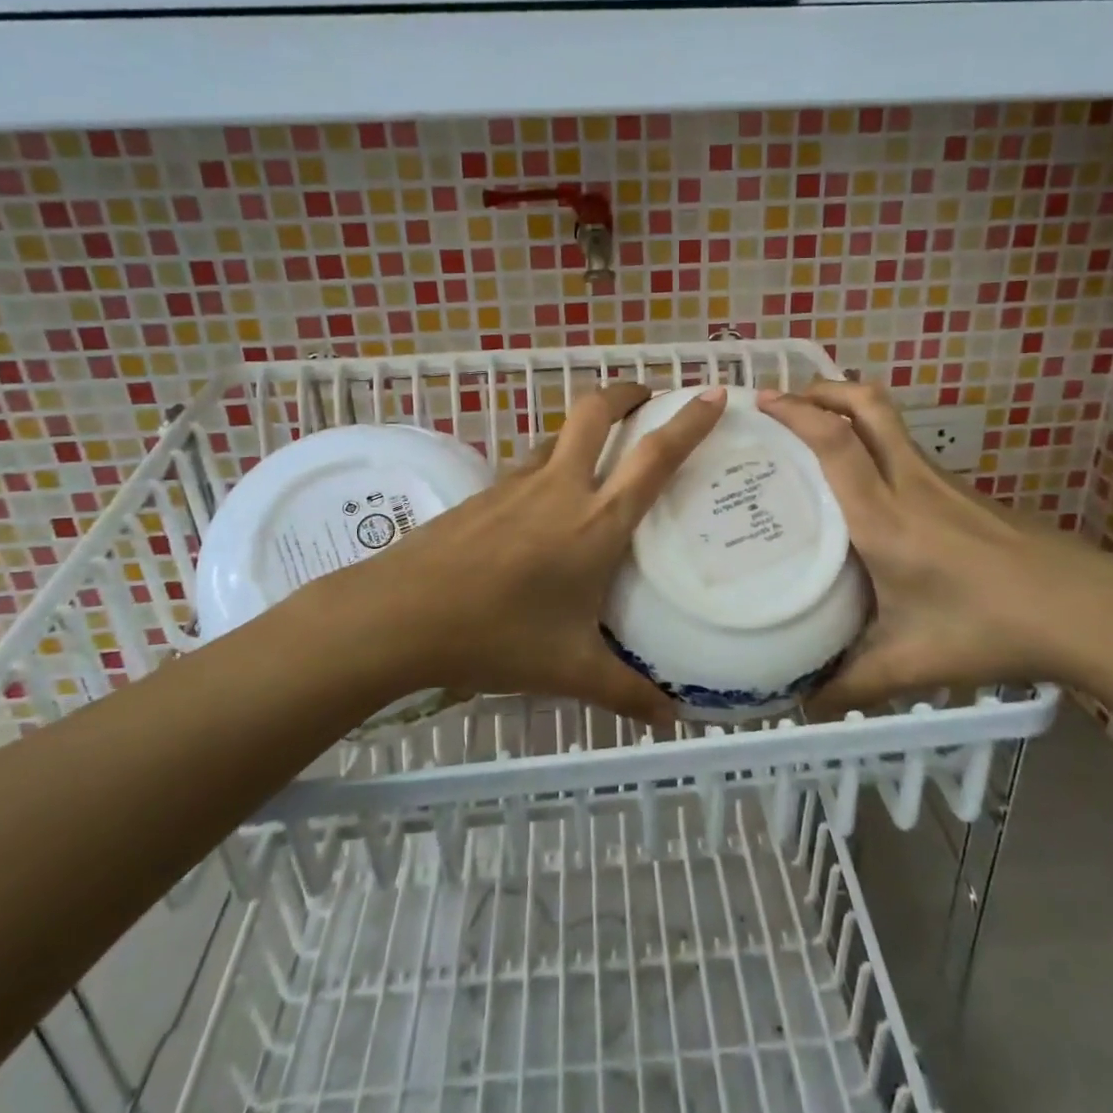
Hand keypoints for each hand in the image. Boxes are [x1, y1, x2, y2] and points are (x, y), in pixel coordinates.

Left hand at [329, 382, 725, 727]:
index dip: (688, 422)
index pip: (654, 458)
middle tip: (647, 398)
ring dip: (586, 427)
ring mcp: (516, 485)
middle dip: (627, 393)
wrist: (400, 615)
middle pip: (596, 412)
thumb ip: (626, 693)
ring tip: (602, 451)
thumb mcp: (569, 671)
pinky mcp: (484, 494)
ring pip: (559, 434)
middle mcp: (561, 488)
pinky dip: (551, 462)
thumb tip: (671, 720)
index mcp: (597, 522)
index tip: (712, 395)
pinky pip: (529, 464)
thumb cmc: (496, 636)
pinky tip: (544, 504)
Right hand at [757, 380, 1112, 713]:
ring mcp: (943, 483)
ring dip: (849, 412)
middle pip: (868, 406)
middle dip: (823, 389)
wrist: (1088, 613)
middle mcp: (911, 484)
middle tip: (786, 398)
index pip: (836, 443)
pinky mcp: (966, 493)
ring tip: (815, 434)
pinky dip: (875, 445)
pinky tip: (869, 487)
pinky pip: (908, 452)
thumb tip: (805, 706)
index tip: (761, 401)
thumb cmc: (990, 629)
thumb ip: (853, 685)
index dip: (797, 412)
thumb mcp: (912, 663)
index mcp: (885, 518)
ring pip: (890, 423)